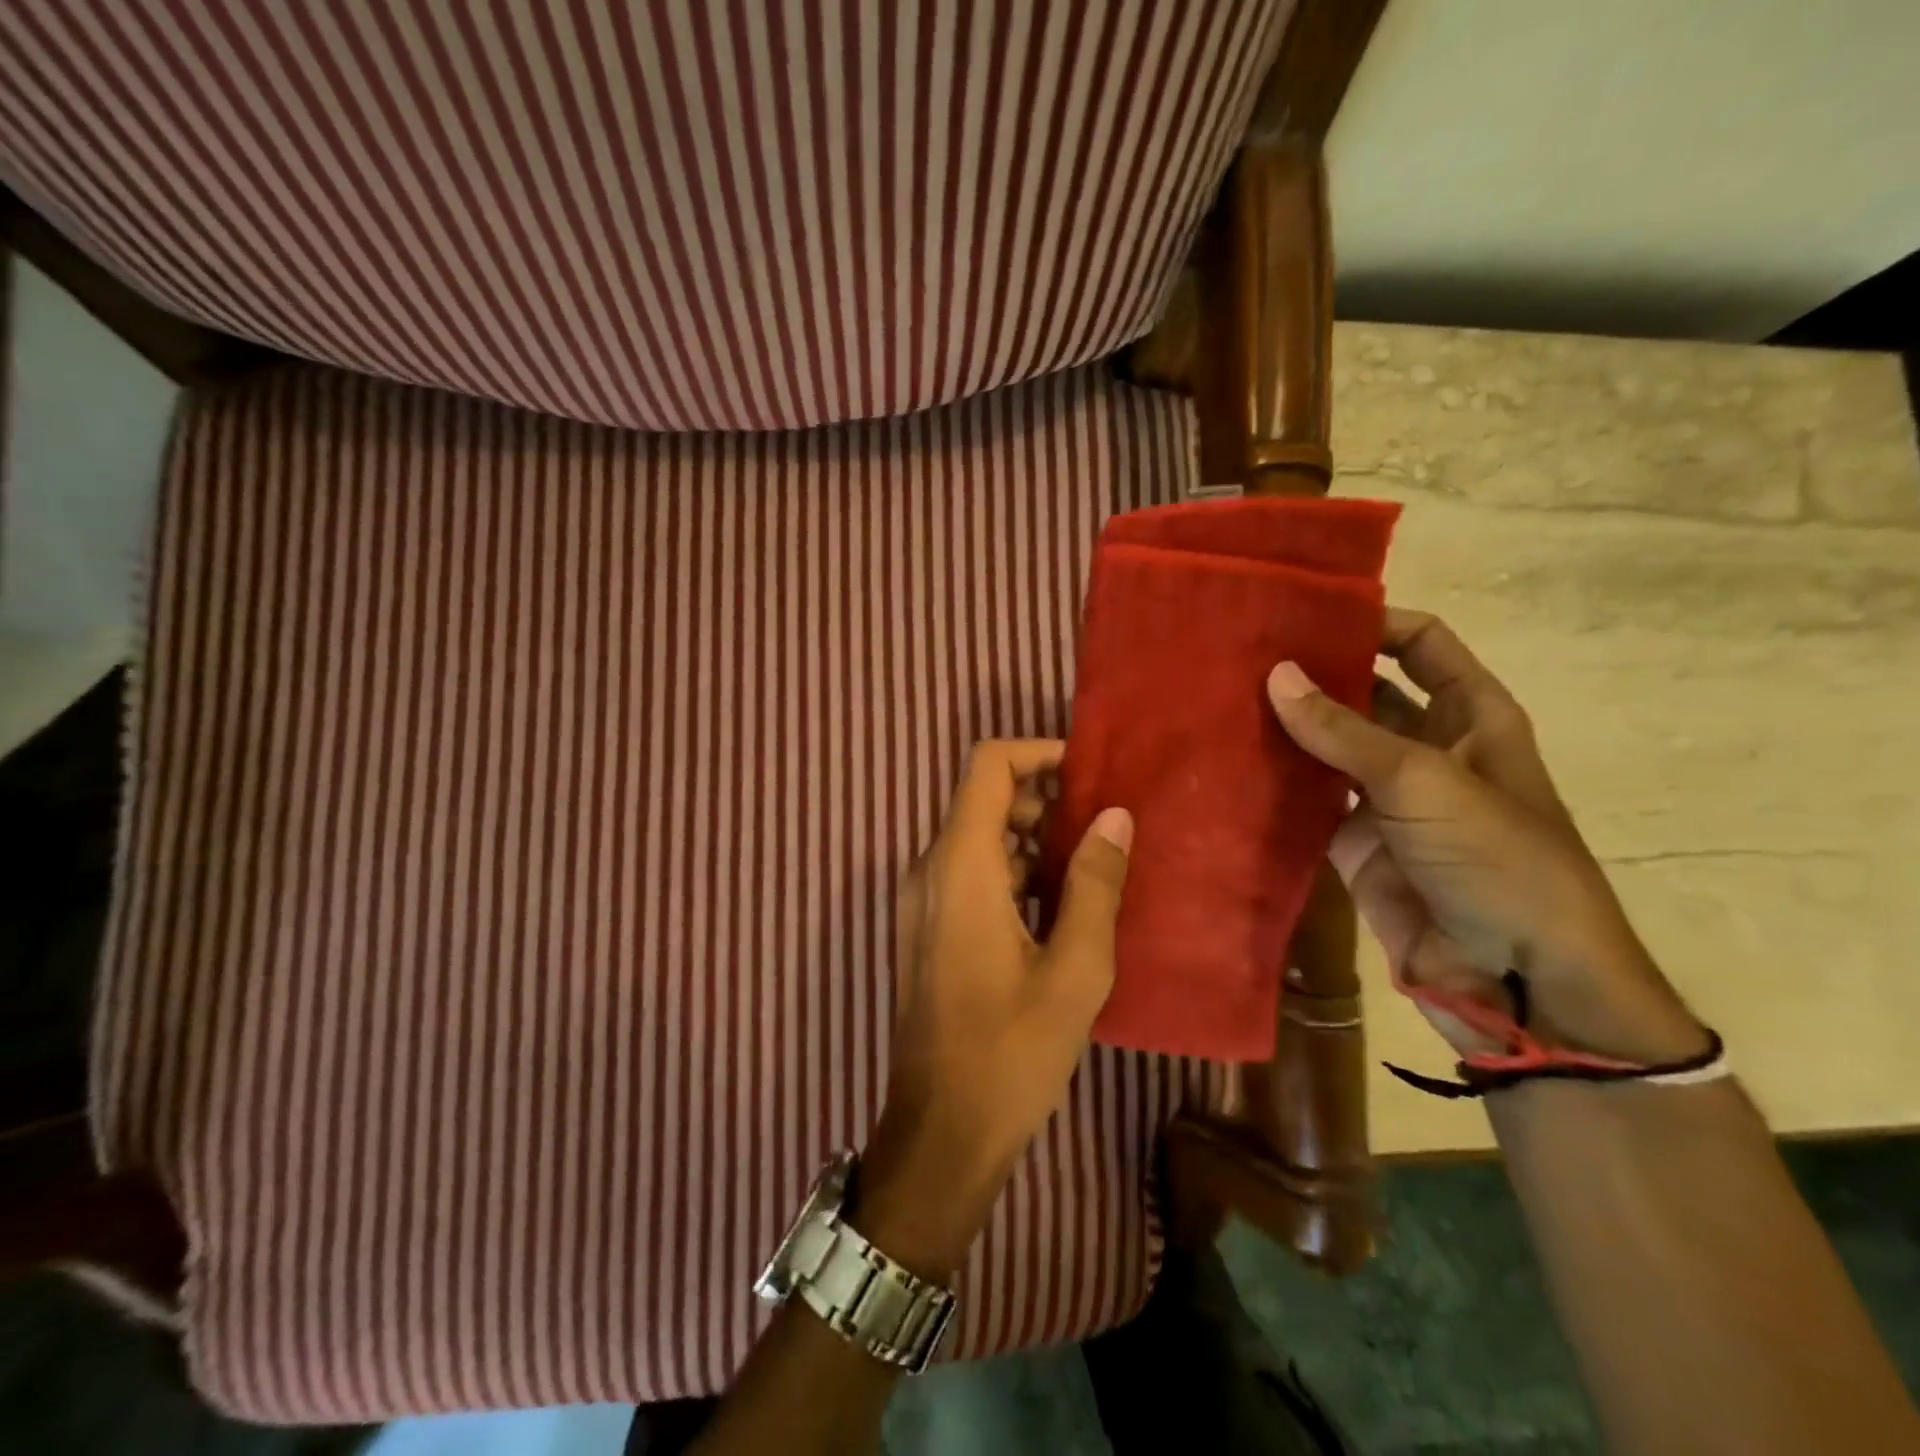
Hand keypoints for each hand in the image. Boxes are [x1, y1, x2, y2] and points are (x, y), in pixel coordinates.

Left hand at [856, 741, 1132, 1278]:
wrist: (941, 1130)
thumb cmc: (1011, 1051)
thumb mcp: (1074, 968)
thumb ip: (1093, 883)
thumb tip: (1115, 816)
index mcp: (960, 865)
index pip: (988, 766)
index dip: (1038, 754)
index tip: (1089, 774)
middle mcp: (930, 868)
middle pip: (984, 799)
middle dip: (1044, 800)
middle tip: (1103, 826)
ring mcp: (924, 899)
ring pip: (978, 837)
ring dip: (1031, 838)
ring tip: (1092, 866)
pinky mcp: (928, 927)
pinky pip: (970, 873)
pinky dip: (1012, 870)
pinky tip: (1059, 905)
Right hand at [1266, 608, 1708, 1066]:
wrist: (1513, 979)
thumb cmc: (1497, 861)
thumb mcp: (1423, 781)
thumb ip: (1344, 730)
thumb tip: (1276, 674)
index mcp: (1470, 718)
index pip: (1422, 646)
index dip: (1373, 622)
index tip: (1303, 612)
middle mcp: (1427, 750)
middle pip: (1365, 695)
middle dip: (1314, 676)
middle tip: (1241, 657)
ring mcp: (1388, 801)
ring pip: (1328, 751)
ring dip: (1286, 732)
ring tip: (1221, 703)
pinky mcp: (1355, 845)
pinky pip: (1308, 805)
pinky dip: (1275, 789)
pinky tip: (1228, 768)